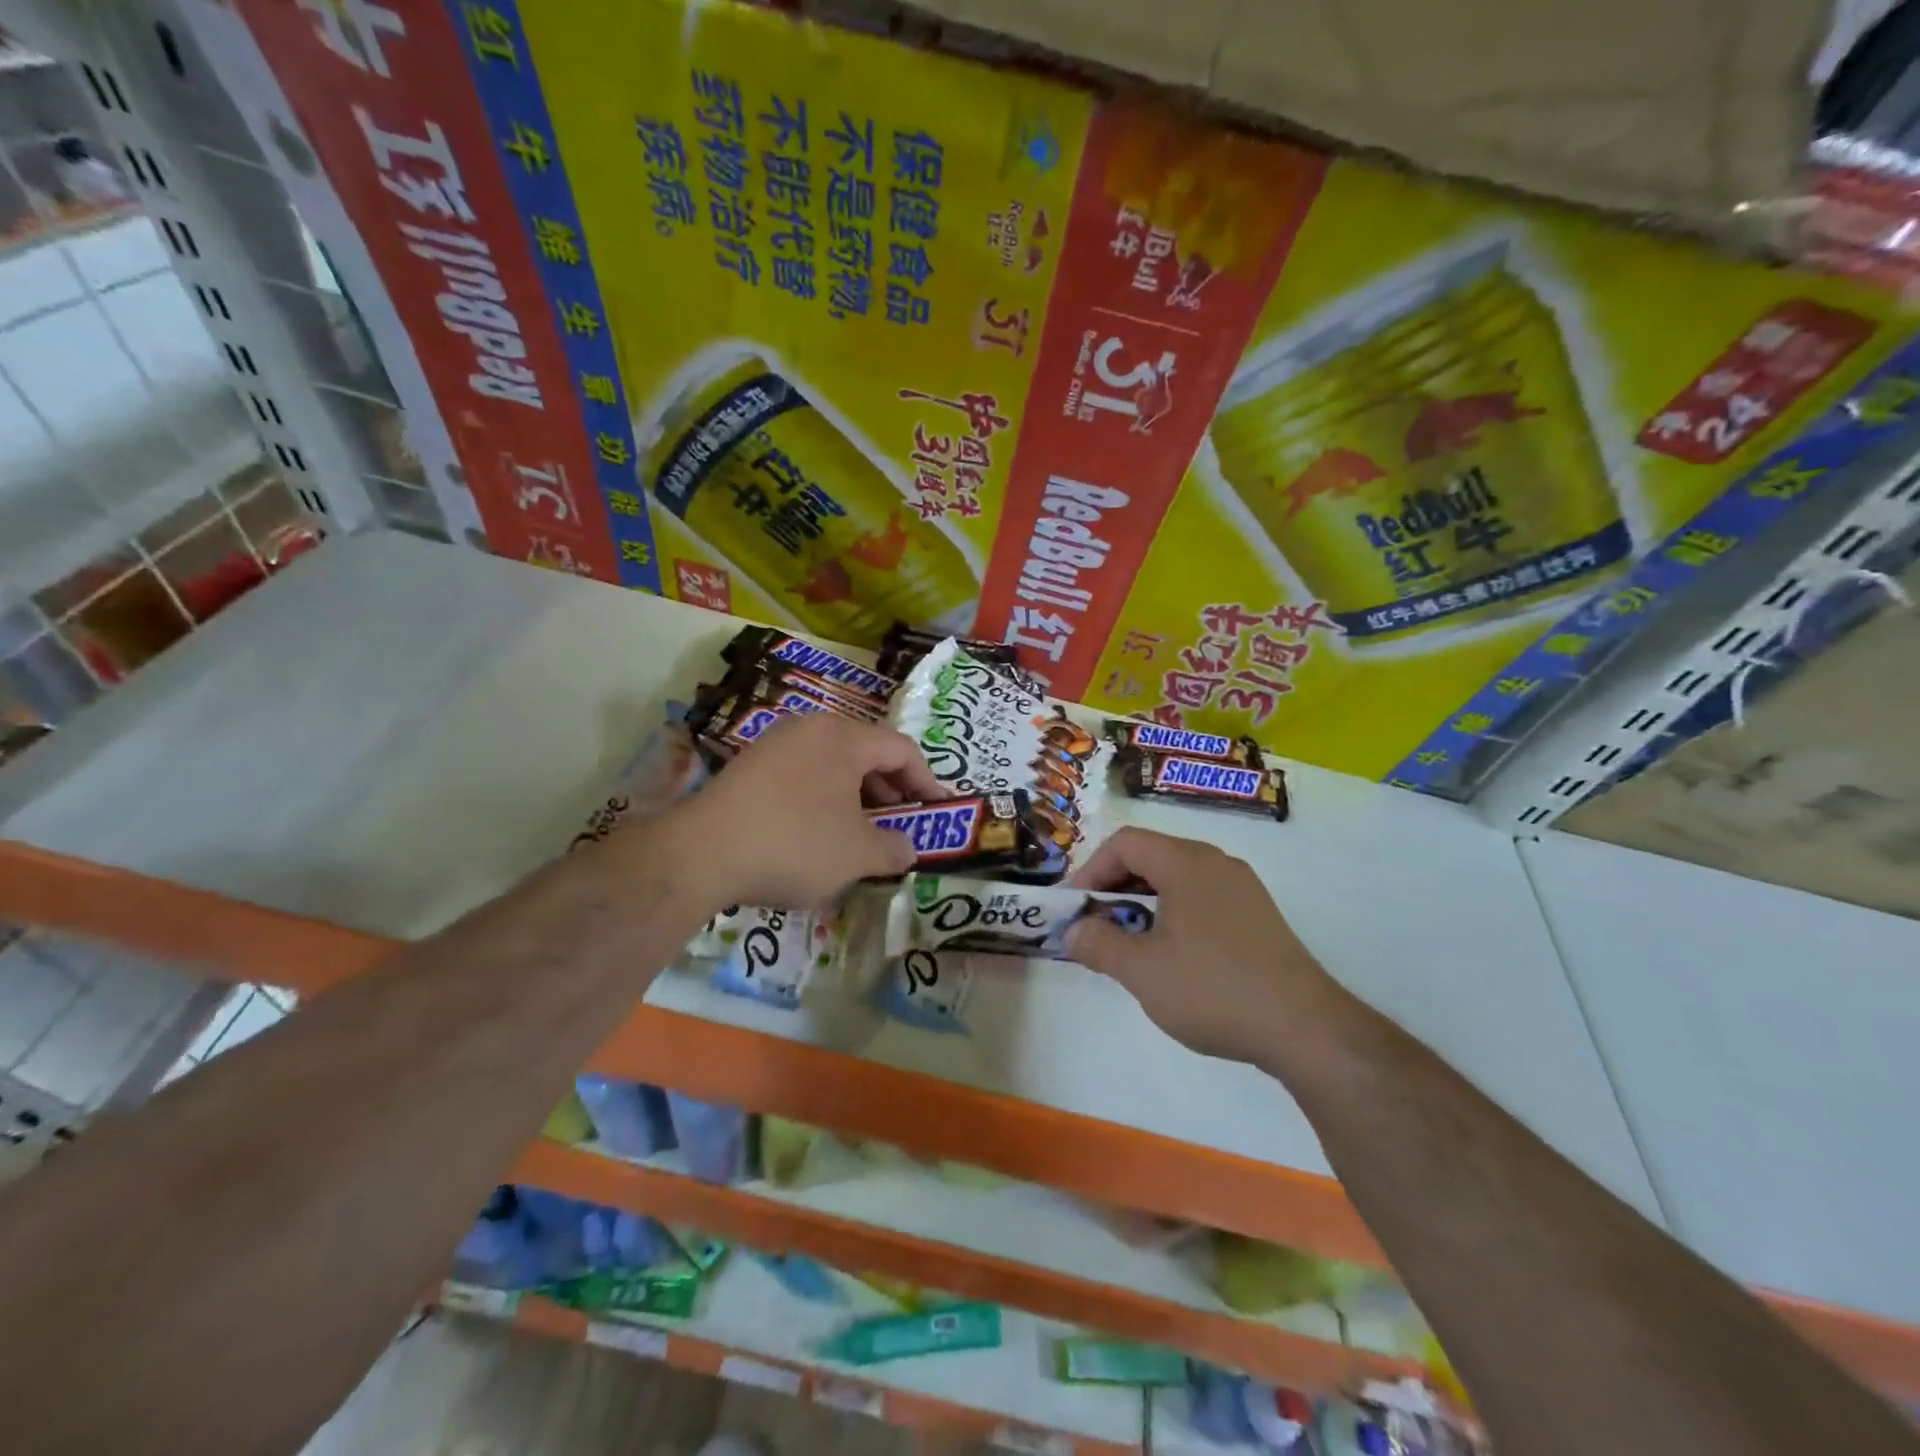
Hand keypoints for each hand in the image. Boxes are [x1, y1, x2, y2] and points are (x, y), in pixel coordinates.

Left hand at [672, 712, 947, 909]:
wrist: (702, 854)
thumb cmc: (796, 844)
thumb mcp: (859, 854)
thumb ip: (895, 849)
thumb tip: (906, 848)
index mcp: (844, 737)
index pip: (902, 750)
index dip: (927, 782)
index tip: (938, 813)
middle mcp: (811, 728)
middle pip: (867, 754)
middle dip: (891, 793)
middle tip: (901, 827)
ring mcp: (775, 744)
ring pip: (833, 766)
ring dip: (857, 799)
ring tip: (862, 836)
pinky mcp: (749, 766)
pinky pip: (803, 776)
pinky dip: (823, 800)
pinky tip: (818, 835)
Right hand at [1064, 827, 1339, 1064]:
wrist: (1305, 1029)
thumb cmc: (1213, 989)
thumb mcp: (1141, 970)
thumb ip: (1098, 944)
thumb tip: (1072, 930)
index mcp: (1187, 862)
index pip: (1124, 843)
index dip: (1090, 869)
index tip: (1074, 907)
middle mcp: (1216, 862)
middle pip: (1151, 855)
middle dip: (1114, 886)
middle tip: (1095, 924)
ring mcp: (1242, 888)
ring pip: (1176, 877)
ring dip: (1142, 901)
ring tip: (1128, 941)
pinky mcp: (1258, 915)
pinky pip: (1201, 896)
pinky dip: (1172, 912)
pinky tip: (1170, 954)